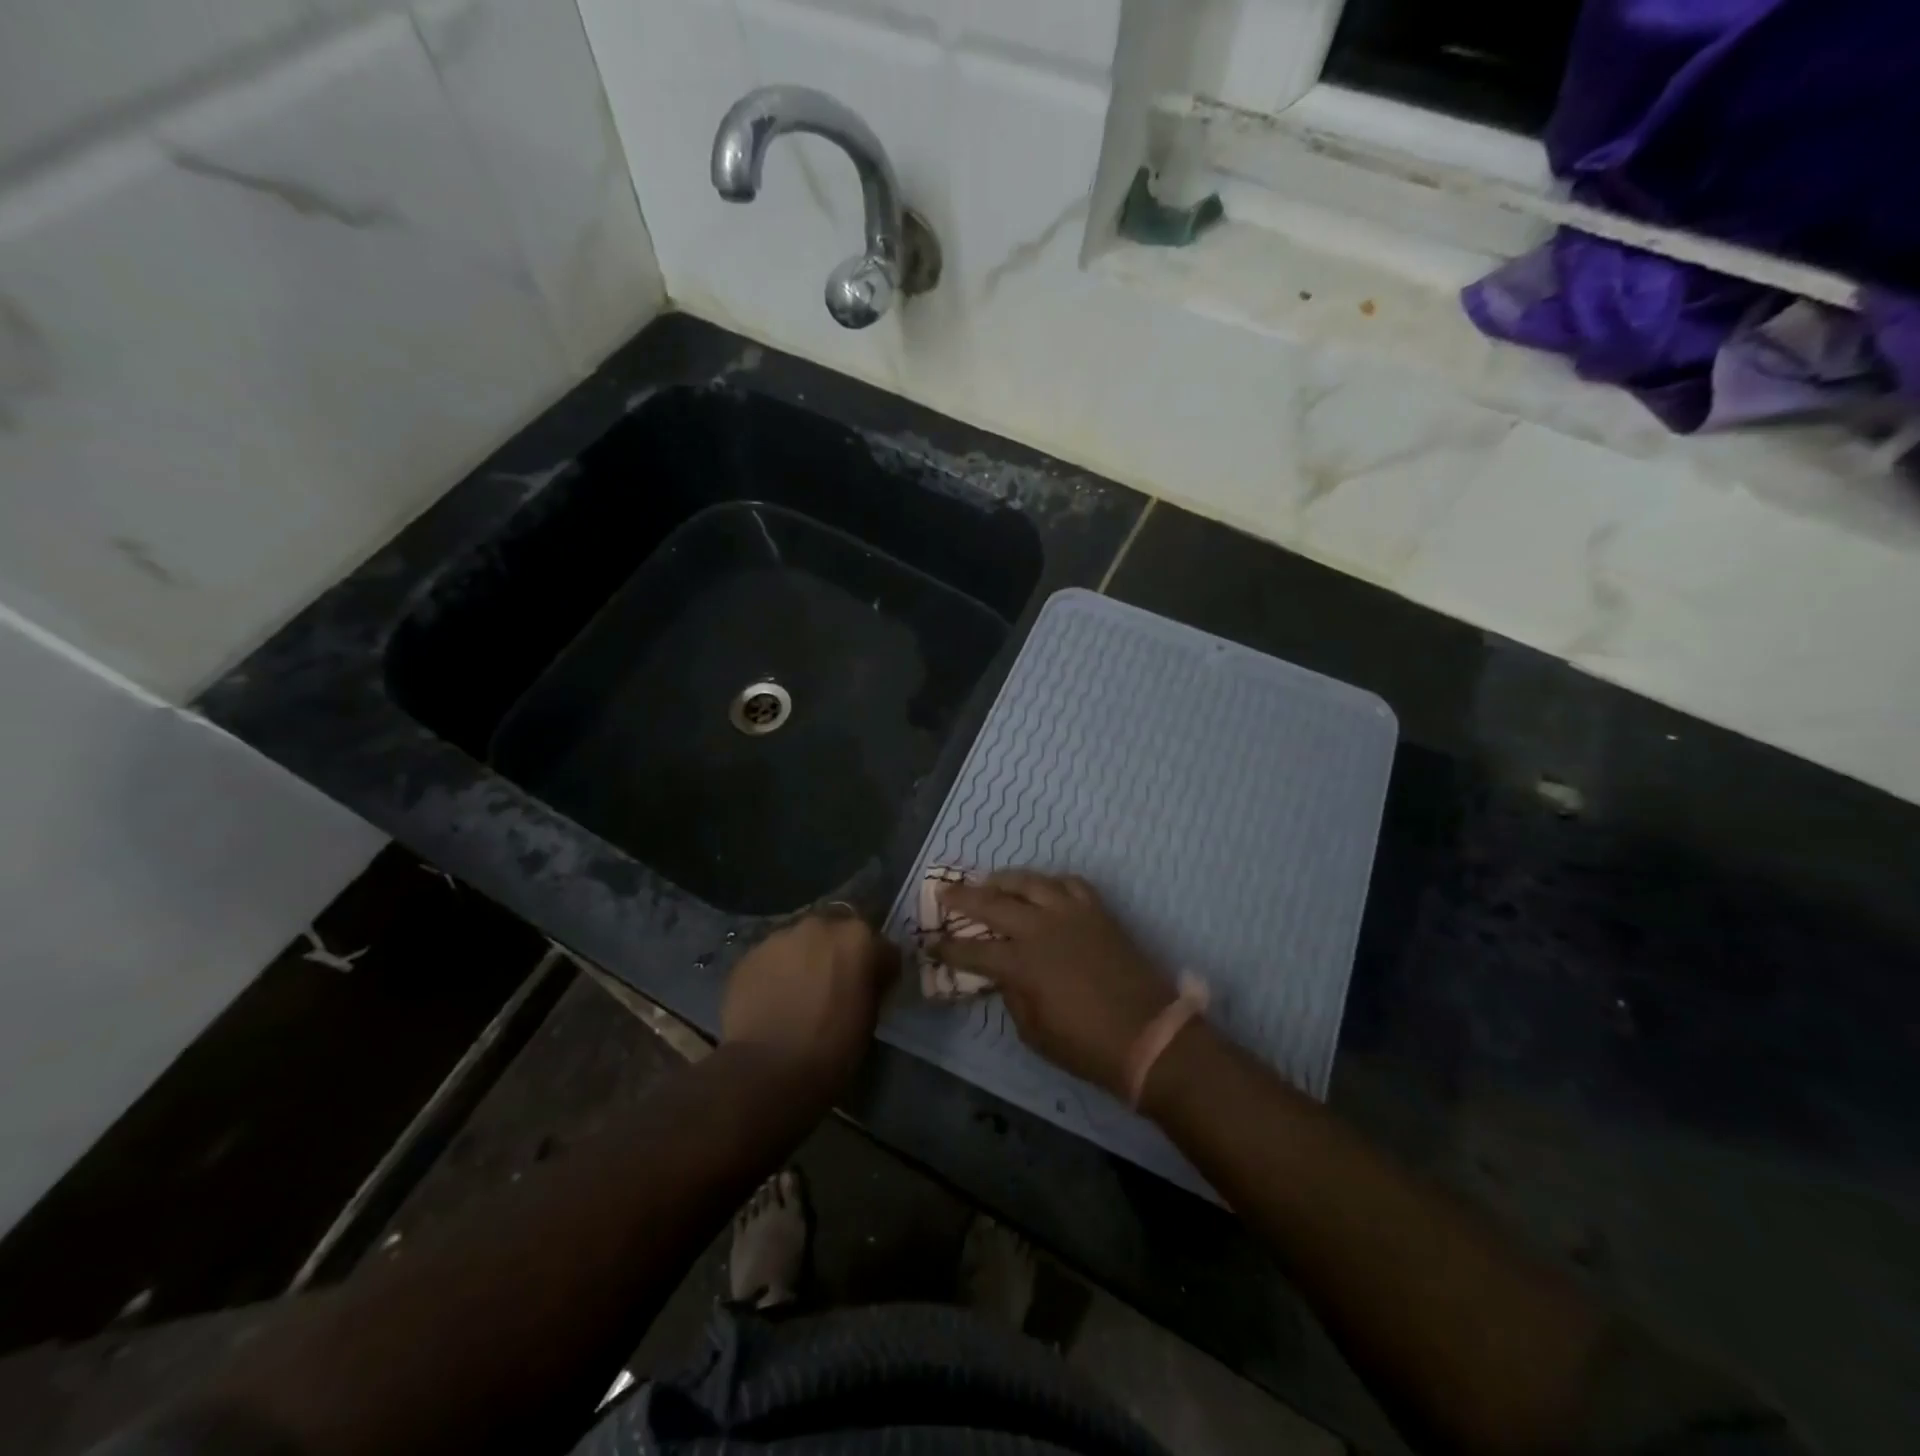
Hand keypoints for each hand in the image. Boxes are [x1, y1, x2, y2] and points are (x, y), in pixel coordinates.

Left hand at [721, 910, 897, 1090]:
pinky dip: (776, 972)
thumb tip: (867, 980)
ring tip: (798, 992)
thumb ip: (871, 985)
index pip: (881, 946)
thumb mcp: (870, 1017)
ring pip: (801, 941)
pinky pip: (771, 958)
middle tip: (834, 984)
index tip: (874, 988)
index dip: (879, 968)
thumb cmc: (832, 1048)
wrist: (768, 1069)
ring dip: (805, 959)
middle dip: (838, 953)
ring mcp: (781, 936)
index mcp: (858, 938)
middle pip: (837, 933)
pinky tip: (772, 999)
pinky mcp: (749, 954)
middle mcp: (821, 926)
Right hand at [936, 872, 1175, 1098]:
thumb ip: (1013, 997)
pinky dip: (1050, 883)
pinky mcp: (1097, 911)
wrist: (1149, 1035)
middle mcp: (1041, 928)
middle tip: (943, 891)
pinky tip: (1043, 888)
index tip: (930, 943)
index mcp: (1022, 963)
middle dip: (963, 897)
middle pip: (993, 903)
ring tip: (990, 881)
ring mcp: (1072, 913)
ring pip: (1030, 881)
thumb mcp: (1035, 1033)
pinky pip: (1069, 883)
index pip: (973, 950)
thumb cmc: (1087, 1046)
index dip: (948, 948)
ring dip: (1004, 879)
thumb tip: (1004, 975)